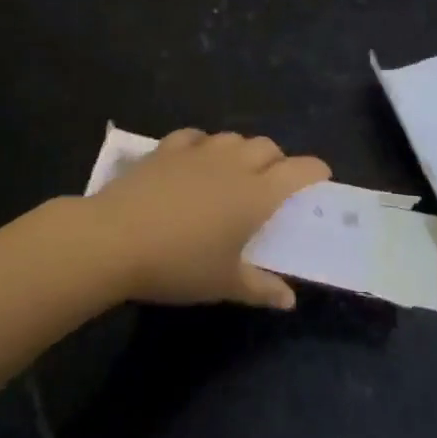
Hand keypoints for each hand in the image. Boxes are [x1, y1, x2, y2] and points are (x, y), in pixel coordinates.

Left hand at [81, 129, 329, 308]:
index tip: (320, 177)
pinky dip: (204, 145)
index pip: (298, 170)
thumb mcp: (224, 283)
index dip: (314, 170)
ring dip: (243, 150)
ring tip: (236, 172)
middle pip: (267, 147)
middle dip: (278, 160)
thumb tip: (289, 300)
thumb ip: (261, 288)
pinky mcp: (167, 149)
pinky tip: (197, 159)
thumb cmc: (179, 264)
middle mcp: (233, 164)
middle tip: (273, 183)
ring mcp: (198, 152)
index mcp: (256, 194)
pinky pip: (195, 136)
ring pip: (233, 138)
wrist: (115, 239)